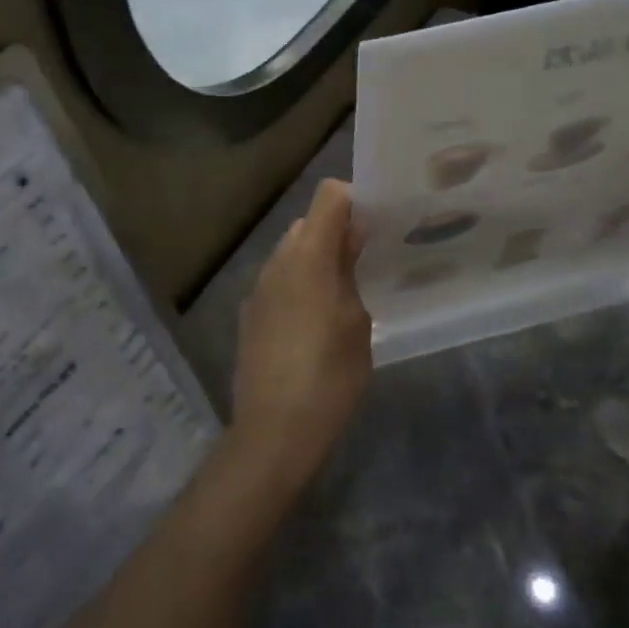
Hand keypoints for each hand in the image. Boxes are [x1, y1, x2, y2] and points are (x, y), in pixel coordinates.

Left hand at [229, 179, 372, 490]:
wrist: (274, 431)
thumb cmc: (329, 375)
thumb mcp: (357, 321)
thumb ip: (352, 270)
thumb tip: (353, 235)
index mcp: (307, 256)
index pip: (329, 196)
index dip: (355, 200)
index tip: (378, 223)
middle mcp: (277, 262)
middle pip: (308, 223)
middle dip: (337, 231)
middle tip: (367, 259)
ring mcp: (258, 288)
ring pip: (291, 252)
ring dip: (317, 258)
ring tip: (344, 290)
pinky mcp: (250, 314)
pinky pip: (279, 281)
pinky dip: (299, 283)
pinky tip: (315, 320)